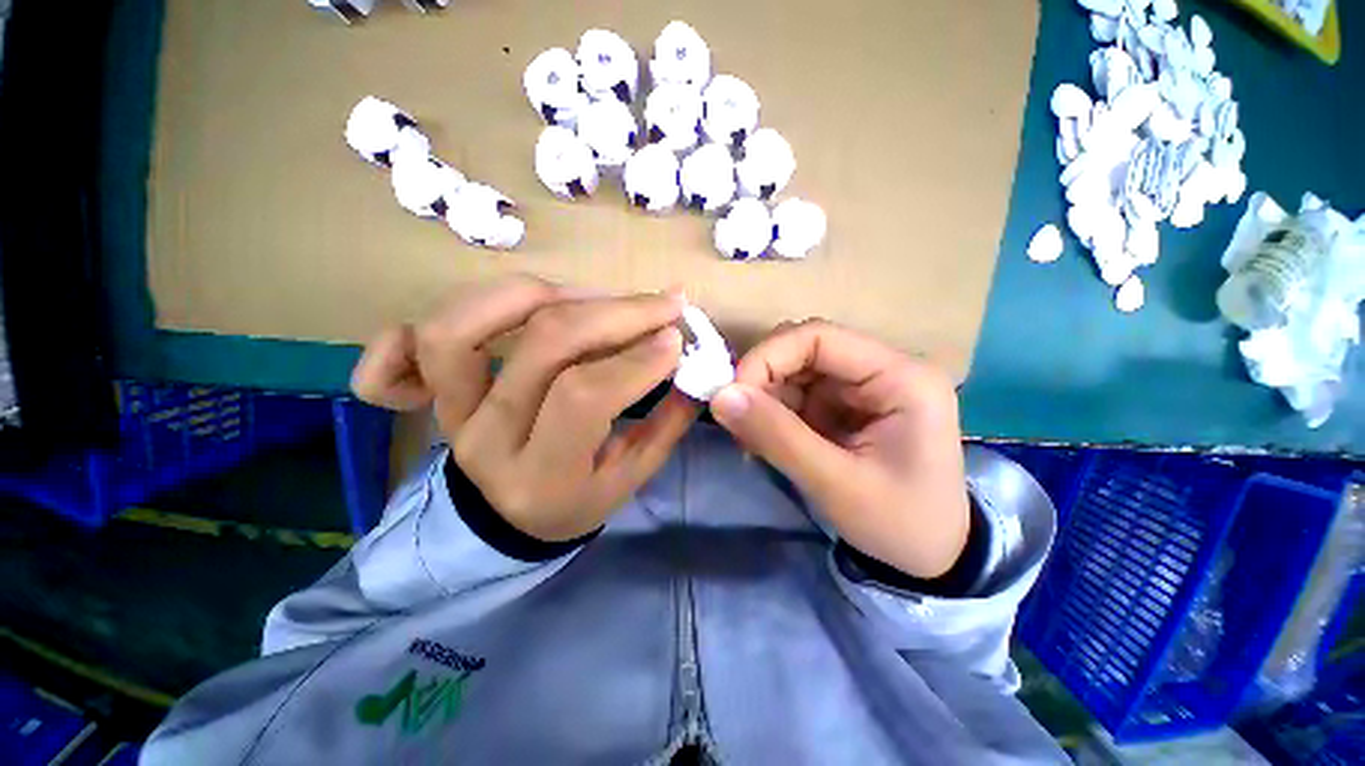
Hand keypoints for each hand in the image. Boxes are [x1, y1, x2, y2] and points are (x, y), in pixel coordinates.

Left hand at [351, 276, 698, 540]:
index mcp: (543, 475)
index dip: (635, 358)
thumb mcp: (632, 477)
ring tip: (595, 296)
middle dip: (615, 313)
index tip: (676, 337)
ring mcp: (451, 411)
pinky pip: (404, 346)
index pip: (583, 396)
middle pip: (544, 345)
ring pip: (466, 326)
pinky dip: (442, 314)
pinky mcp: (435, 394)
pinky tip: (497, 312)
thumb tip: (693, 366)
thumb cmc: (577, 501)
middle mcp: (488, 439)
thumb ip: (667, 423)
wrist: (509, 522)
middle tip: (662, 304)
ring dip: (542, 293)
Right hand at [710, 320, 969, 578]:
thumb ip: (777, 436)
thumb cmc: (899, 523)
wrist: (932, 557)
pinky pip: (798, 393)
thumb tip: (720, 396)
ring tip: (751, 439)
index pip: (819, 337)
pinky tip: (766, 440)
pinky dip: (773, 412)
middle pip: (804, 349)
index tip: (733, 394)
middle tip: (737, 419)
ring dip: (765, 398)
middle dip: (763, 380)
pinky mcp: (846, 405)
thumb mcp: (836, 484)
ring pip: (795, 371)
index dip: (768, 357)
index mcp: (900, 377)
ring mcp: (862, 386)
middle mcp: (882, 369)